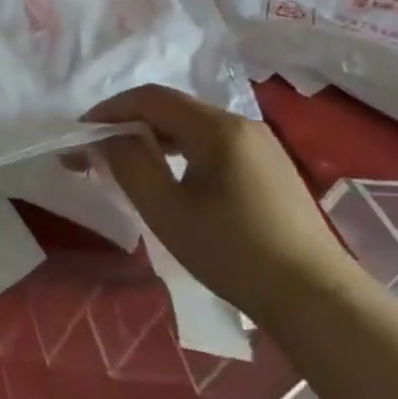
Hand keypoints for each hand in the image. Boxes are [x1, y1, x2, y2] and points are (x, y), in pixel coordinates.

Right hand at [87, 84, 360, 322]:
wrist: (317, 300)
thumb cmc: (233, 251)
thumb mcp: (165, 208)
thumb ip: (128, 163)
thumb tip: (107, 138)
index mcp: (217, 128)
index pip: (150, 98)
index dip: (108, 110)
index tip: (80, 135)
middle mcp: (242, 125)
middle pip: (171, 108)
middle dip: (126, 124)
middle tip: (95, 152)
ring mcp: (261, 146)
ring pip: (191, 126)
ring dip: (151, 137)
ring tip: (124, 165)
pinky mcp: (270, 169)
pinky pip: (211, 144)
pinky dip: (178, 150)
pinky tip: (167, 177)